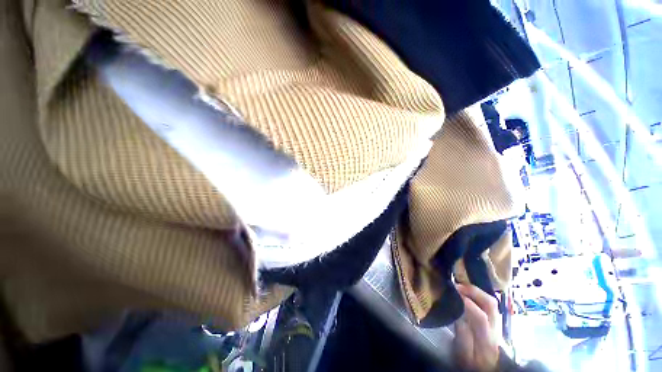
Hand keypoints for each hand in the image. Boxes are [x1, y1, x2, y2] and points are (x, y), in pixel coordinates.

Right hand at [453, 284, 500, 371]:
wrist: (485, 368)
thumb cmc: (470, 363)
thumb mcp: (463, 354)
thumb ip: (462, 336)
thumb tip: (458, 314)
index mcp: (486, 340)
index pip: (480, 316)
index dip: (466, 302)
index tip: (452, 292)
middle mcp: (495, 330)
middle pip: (490, 304)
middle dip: (473, 291)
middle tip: (456, 286)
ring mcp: (497, 325)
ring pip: (492, 302)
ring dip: (476, 292)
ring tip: (461, 288)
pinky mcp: (495, 323)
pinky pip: (489, 305)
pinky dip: (478, 296)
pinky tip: (468, 295)